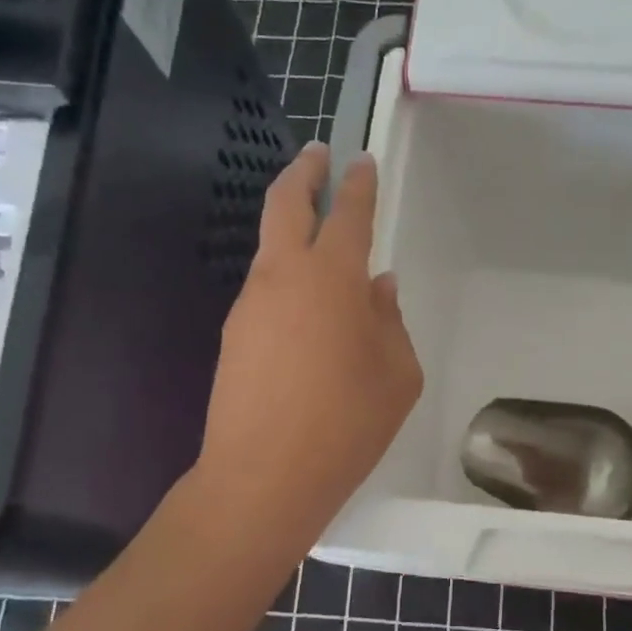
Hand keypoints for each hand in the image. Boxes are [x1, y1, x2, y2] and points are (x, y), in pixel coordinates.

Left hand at [184, 143, 421, 555]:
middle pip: (285, 204)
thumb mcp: (397, 373)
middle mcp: (283, 276)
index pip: (347, 213)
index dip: (357, 183)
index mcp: (331, 277)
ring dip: (292, 229)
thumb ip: (390, 321)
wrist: (264, 476)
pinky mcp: (234, 335)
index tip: (361, 161)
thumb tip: (378, 287)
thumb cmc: (348, 423)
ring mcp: (250, 304)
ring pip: (271, 248)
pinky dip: (288, 279)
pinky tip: (308, 310)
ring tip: (322, 243)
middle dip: (303, 172)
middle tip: (317, 154)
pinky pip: (266, 290)